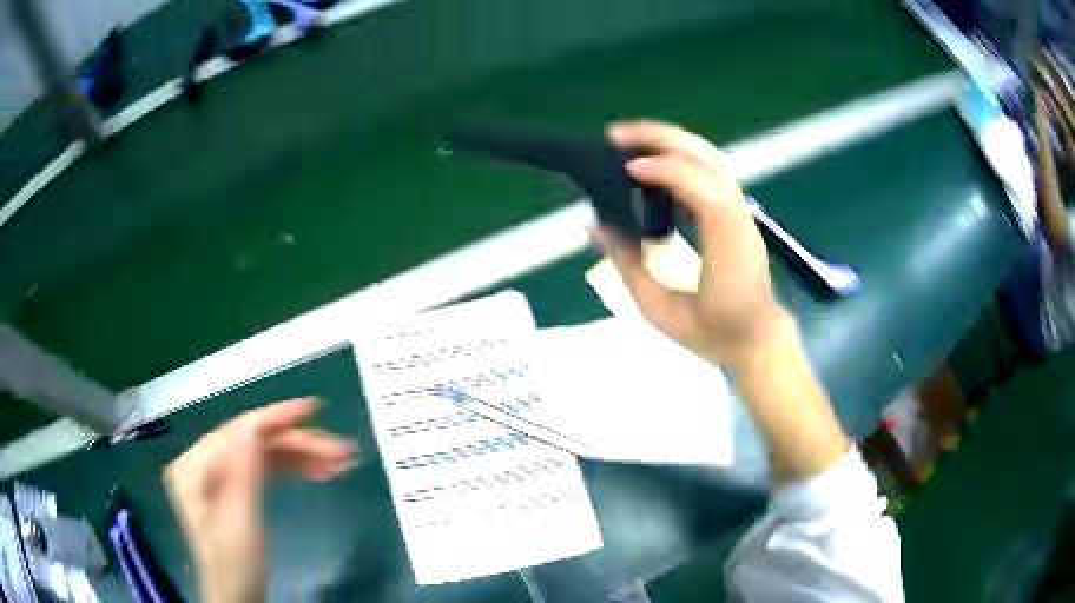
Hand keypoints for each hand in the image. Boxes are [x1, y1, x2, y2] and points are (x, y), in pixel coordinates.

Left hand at [164, 398, 357, 602]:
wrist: (238, 598)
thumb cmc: (236, 565)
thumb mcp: (239, 520)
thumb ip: (243, 472)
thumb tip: (255, 424)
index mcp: (194, 465)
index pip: (238, 431)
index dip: (275, 418)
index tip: (315, 410)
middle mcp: (203, 463)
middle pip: (254, 442)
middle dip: (298, 444)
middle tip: (341, 452)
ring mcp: (218, 476)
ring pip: (263, 454)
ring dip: (301, 456)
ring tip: (340, 464)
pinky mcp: (233, 489)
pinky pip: (264, 469)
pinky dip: (291, 468)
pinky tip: (317, 471)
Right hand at [597, 120, 784, 369]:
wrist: (757, 339)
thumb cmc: (713, 333)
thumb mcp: (660, 310)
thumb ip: (627, 265)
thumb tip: (594, 227)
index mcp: (727, 246)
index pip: (704, 190)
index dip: (666, 171)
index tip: (627, 168)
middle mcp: (739, 218)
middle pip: (708, 157)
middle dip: (662, 137)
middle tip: (615, 135)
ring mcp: (741, 211)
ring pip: (709, 157)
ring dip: (669, 140)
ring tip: (629, 140)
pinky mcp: (736, 211)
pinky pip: (708, 171)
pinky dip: (677, 157)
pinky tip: (652, 163)